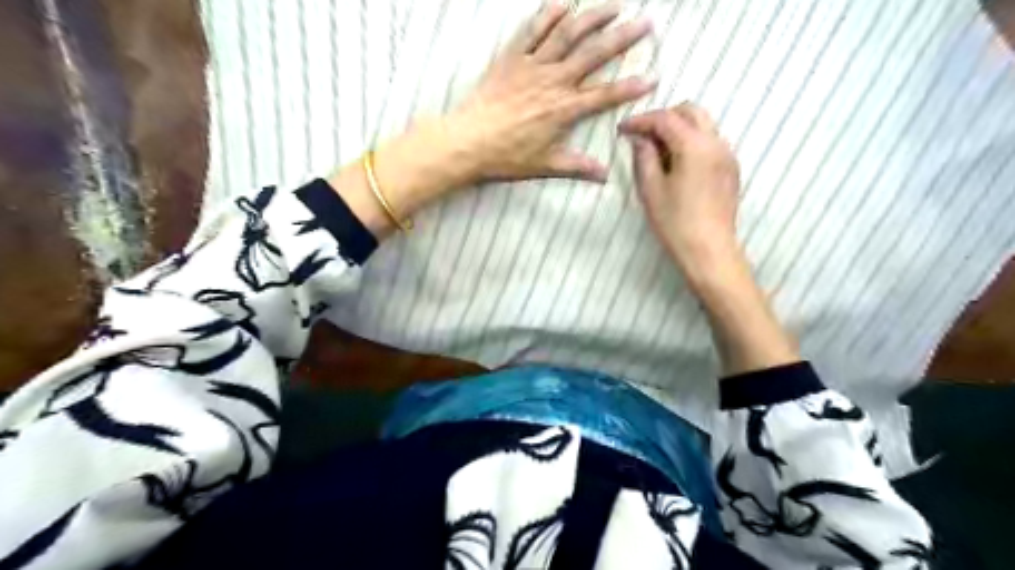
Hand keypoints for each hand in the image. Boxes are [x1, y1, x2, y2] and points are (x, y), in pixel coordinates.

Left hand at [330, 2, 654, 238]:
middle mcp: (553, 82)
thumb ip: (577, 166)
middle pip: (594, 54)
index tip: (652, 78)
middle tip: (645, 23)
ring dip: (593, 17)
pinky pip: (532, 30)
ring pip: (568, 34)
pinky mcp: (512, 59)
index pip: (605, 95)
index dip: (630, 87)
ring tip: (614, 5)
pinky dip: (549, 14)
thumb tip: (604, 175)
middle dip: (622, 38)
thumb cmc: (505, 156)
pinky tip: (564, 3)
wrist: (468, 141)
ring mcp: (532, 66)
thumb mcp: (545, 165)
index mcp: (563, 110)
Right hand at [615, 104, 742, 279]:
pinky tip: (677, 164)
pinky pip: (710, 142)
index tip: (622, 130)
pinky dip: (692, 142)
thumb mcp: (651, 189)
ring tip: (657, 150)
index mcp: (695, 146)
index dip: (641, 120)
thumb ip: (644, 157)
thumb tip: (639, 139)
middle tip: (642, 135)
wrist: (709, 250)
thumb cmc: (675, 222)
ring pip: (703, 125)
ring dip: (679, 128)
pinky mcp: (731, 169)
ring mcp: (727, 155)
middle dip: (664, 117)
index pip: (665, 119)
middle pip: (690, 111)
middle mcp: (716, 143)